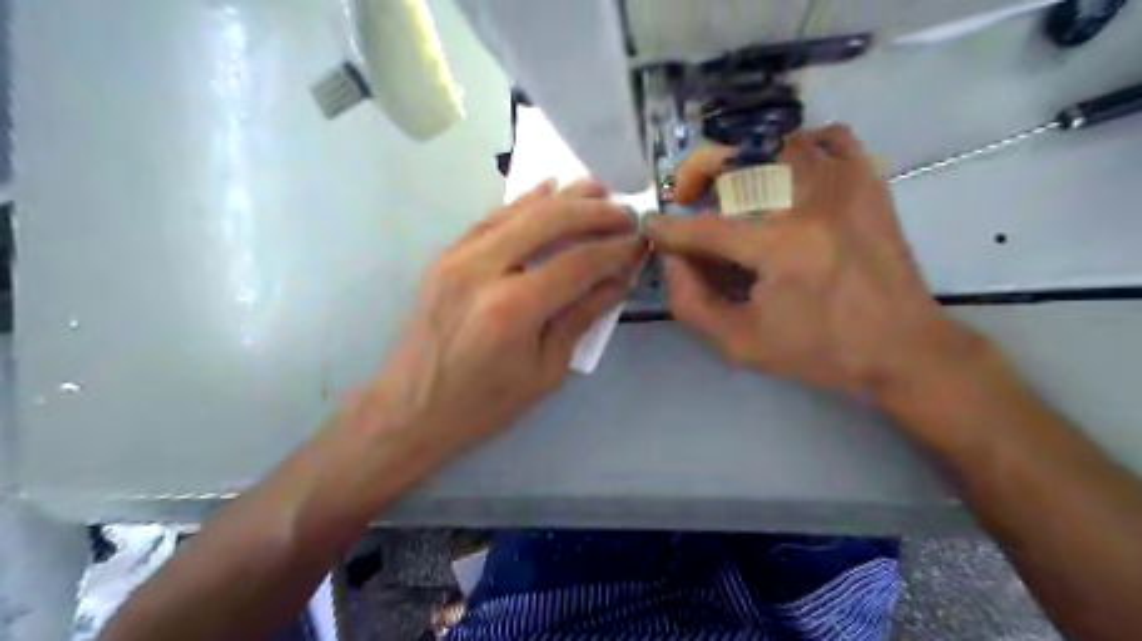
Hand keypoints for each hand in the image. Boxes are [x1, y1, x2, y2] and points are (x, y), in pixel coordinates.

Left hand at [362, 181, 645, 456]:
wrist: (411, 408)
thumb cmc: (484, 403)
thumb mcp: (546, 370)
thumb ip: (581, 317)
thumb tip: (617, 280)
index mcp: (513, 307)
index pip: (578, 263)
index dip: (614, 250)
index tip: (640, 241)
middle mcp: (484, 269)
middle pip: (549, 222)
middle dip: (594, 212)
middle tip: (626, 212)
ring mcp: (458, 257)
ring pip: (519, 211)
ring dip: (562, 197)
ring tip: (597, 188)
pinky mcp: (445, 256)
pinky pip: (491, 218)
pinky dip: (523, 202)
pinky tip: (547, 189)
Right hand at [645, 123, 965, 398]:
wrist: (902, 347)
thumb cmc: (819, 351)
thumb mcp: (741, 344)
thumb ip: (692, 303)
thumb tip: (672, 258)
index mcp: (780, 246)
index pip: (706, 227)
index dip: (670, 229)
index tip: (650, 227)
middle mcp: (810, 201)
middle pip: (737, 160)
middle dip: (697, 174)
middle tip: (687, 200)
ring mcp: (844, 183)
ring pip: (776, 142)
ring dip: (740, 161)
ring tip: (730, 189)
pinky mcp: (868, 182)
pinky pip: (827, 138)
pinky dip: (798, 146)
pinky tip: (784, 175)